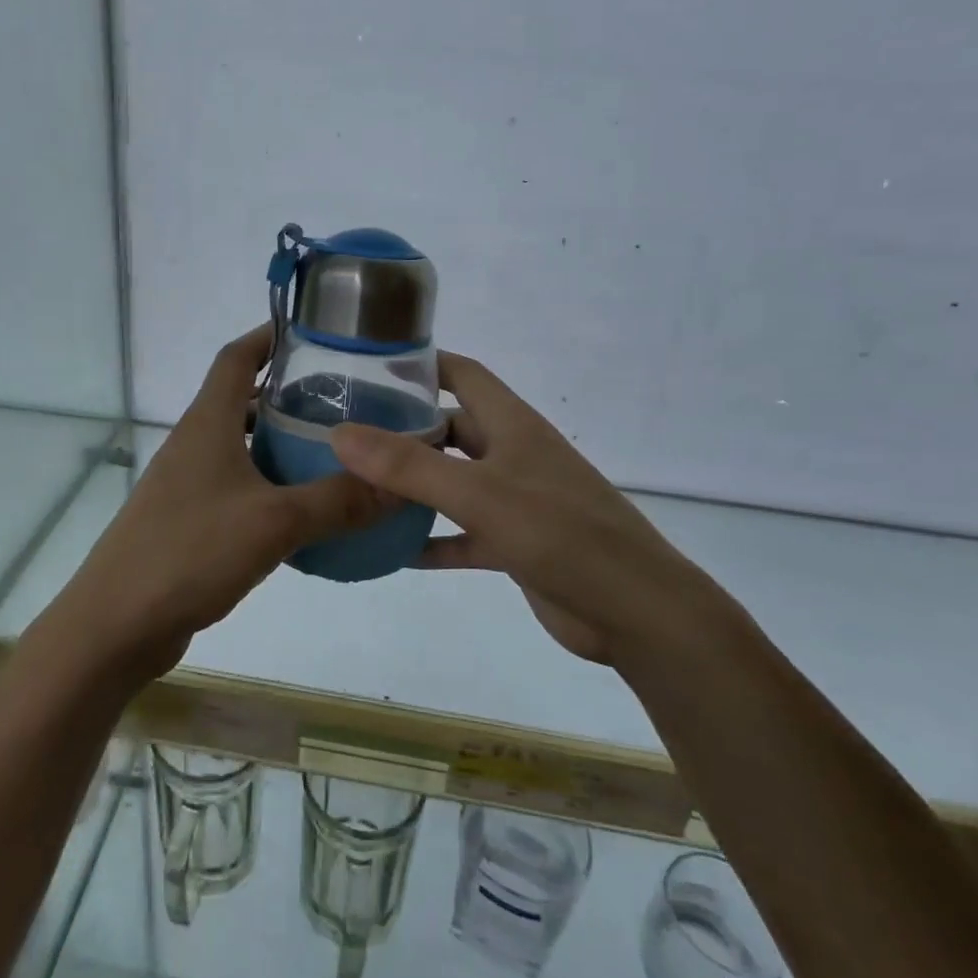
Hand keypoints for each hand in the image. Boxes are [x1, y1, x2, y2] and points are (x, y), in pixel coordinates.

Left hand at [51, 324, 393, 681]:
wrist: (116, 625)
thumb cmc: (190, 553)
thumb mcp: (275, 523)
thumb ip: (339, 501)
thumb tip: (401, 486)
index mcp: (207, 424)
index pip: (236, 357)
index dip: (269, 335)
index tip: (312, 330)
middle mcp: (194, 444)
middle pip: (242, 399)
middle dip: (288, 393)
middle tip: (343, 398)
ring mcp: (187, 484)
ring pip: (241, 446)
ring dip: (280, 442)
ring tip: (332, 450)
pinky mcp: (187, 520)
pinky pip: (237, 486)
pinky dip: (269, 485)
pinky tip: (302, 510)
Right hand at [330, 352, 722, 671]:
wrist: (637, 613)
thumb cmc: (562, 535)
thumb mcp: (479, 494)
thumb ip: (409, 465)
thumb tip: (340, 433)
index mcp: (512, 425)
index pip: (463, 373)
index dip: (421, 364)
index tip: (368, 365)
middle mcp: (512, 454)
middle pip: (450, 429)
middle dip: (404, 428)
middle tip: (346, 434)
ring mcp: (515, 501)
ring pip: (452, 482)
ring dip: (413, 486)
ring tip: (357, 487)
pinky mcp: (515, 544)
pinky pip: (462, 533)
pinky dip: (431, 538)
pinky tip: (391, 551)